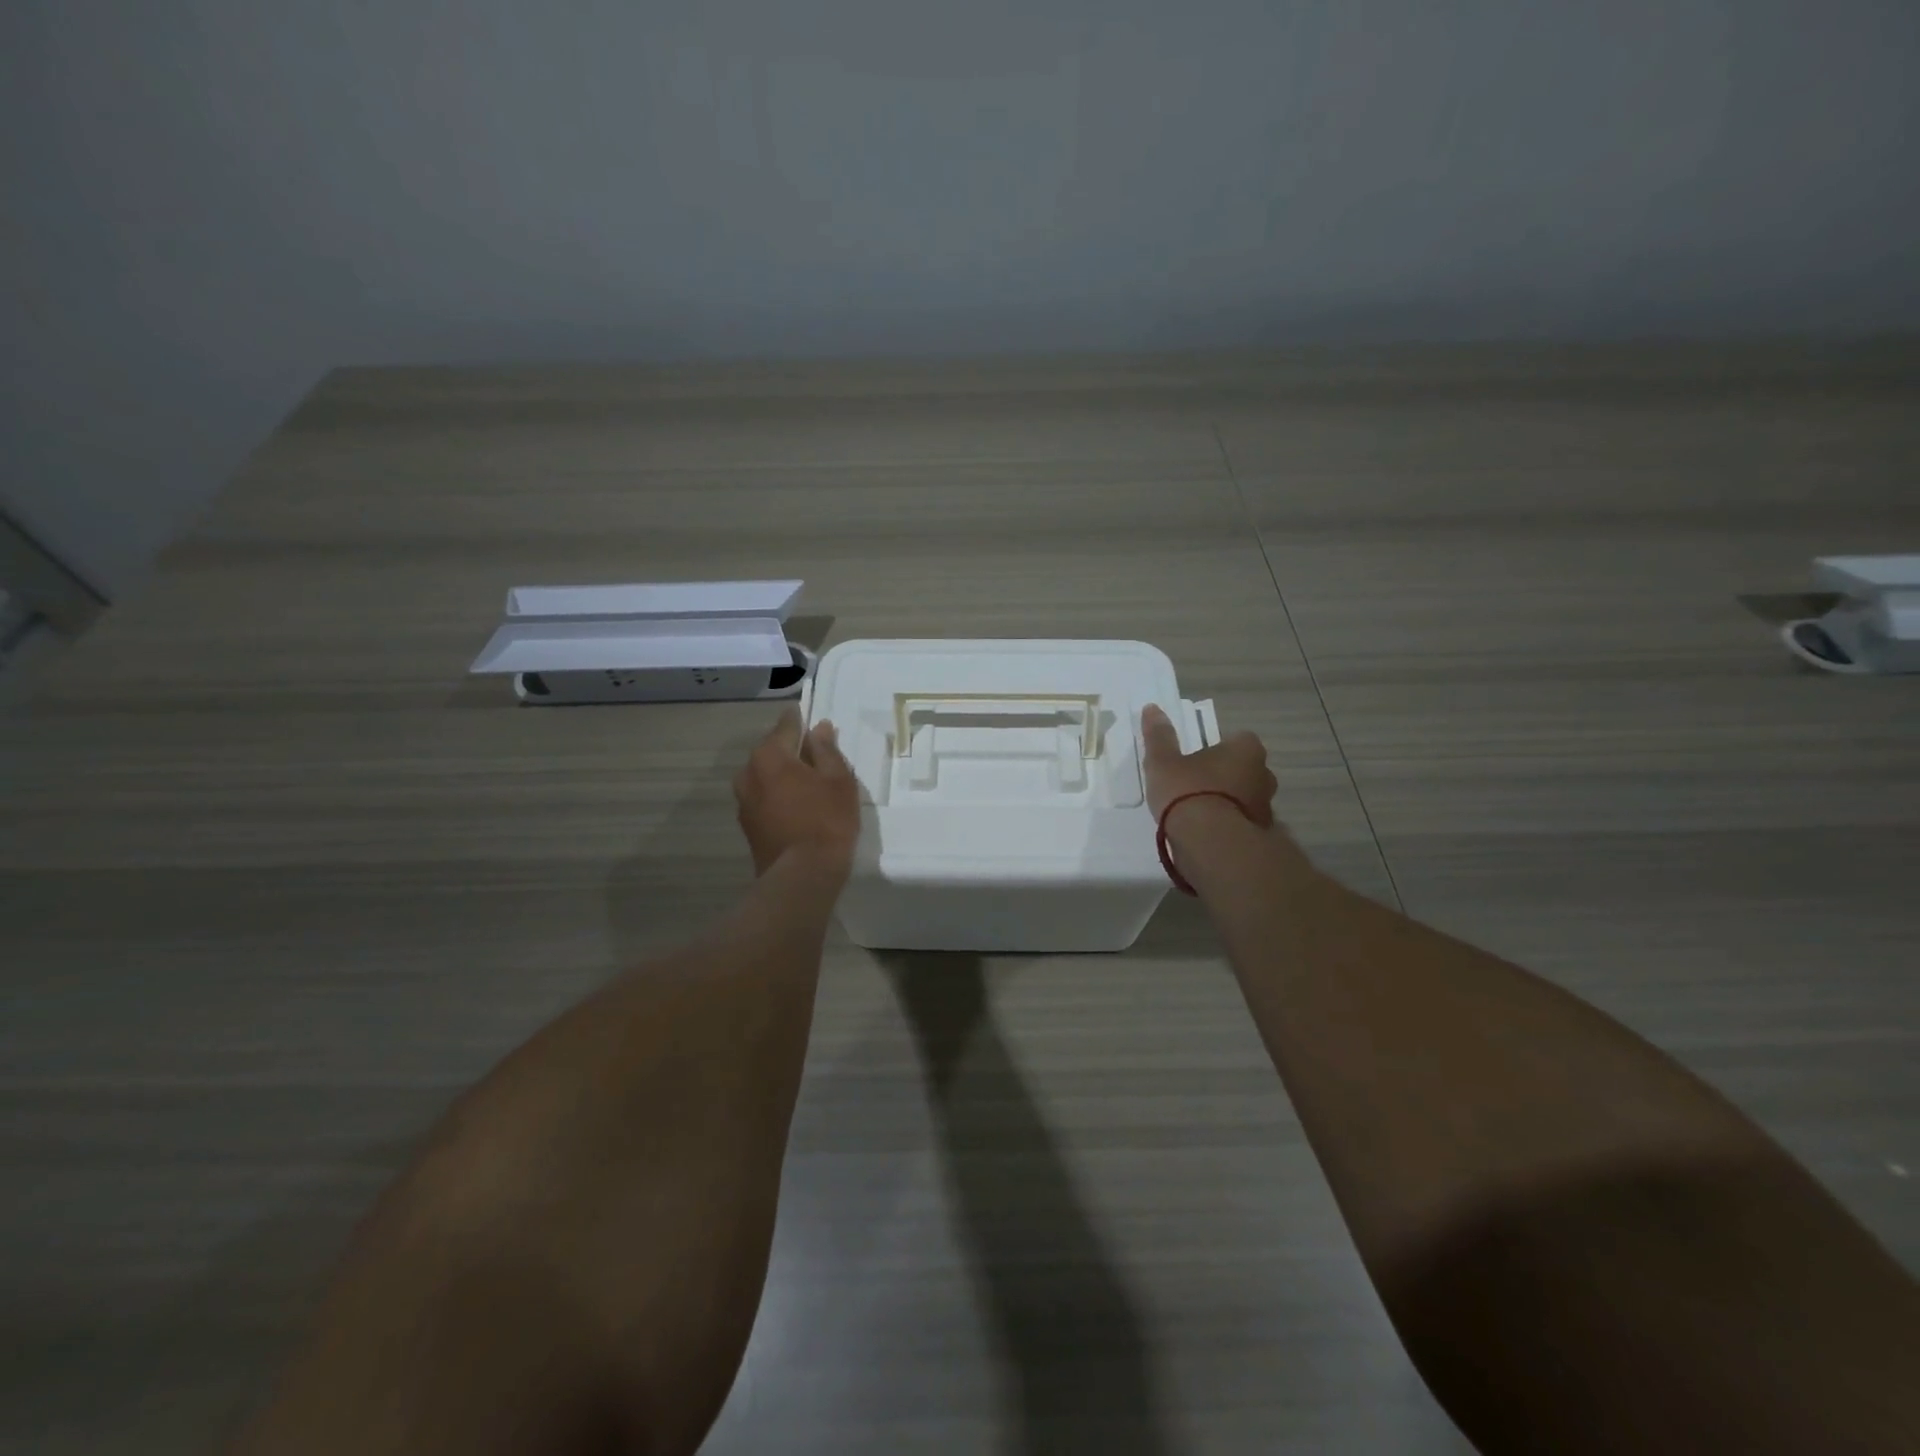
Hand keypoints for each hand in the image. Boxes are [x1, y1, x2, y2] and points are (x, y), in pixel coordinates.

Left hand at [733, 707, 861, 877]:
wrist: (801, 876)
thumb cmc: (826, 820)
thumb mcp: (838, 780)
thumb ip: (827, 750)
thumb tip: (820, 729)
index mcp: (770, 755)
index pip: (786, 726)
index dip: (800, 719)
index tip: (811, 716)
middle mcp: (749, 772)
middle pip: (772, 751)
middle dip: (792, 749)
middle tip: (817, 754)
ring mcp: (743, 801)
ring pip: (766, 776)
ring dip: (783, 774)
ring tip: (809, 783)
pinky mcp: (747, 825)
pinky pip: (764, 797)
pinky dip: (778, 795)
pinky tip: (797, 806)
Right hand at [1140, 703, 1276, 828]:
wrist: (1210, 843)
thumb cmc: (1188, 792)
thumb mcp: (1163, 762)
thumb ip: (1159, 736)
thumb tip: (1152, 708)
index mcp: (1246, 750)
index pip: (1238, 739)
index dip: (1217, 747)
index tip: (1196, 758)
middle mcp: (1264, 774)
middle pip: (1245, 769)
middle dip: (1226, 775)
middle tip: (1196, 784)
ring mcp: (1266, 807)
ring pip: (1246, 797)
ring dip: (1228, 802)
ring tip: (1198, 813)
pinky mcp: (1261, 835)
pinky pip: (1242, 823)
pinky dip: (1229, 825)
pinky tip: (1206, 833)